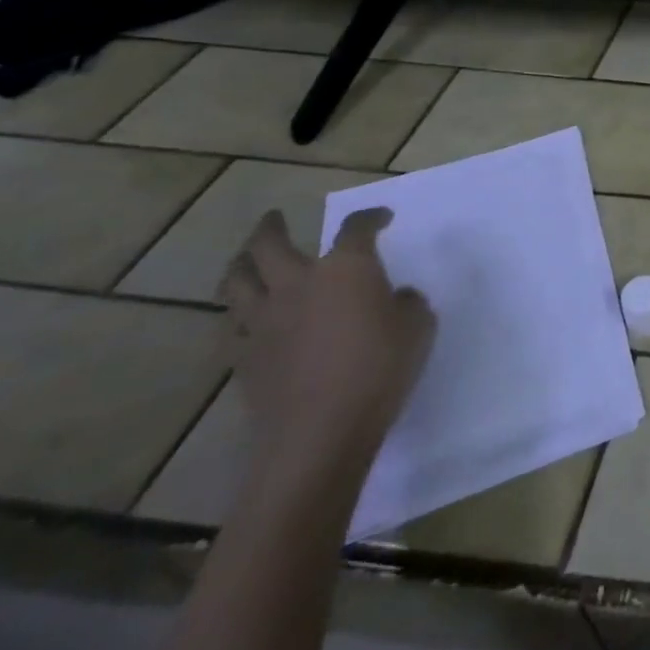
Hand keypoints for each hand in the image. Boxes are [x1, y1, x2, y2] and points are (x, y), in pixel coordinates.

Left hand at [220, 208, 434, 488]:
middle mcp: (298, 283)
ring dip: (241, 264)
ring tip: (246, 258)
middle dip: (271, 227)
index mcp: (346, 268)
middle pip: (269, 244)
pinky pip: (230, 325)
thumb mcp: (418, 325)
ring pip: (236, 280)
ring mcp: (263, 320)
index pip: (357, 228)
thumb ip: (406, 302)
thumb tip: (393, 298)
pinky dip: (237, 314)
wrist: (320, 431)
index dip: (371, 217)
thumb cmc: (380, 367)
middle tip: (274, 218)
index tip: (382, 218)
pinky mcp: (242, 357)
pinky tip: (245, 316)